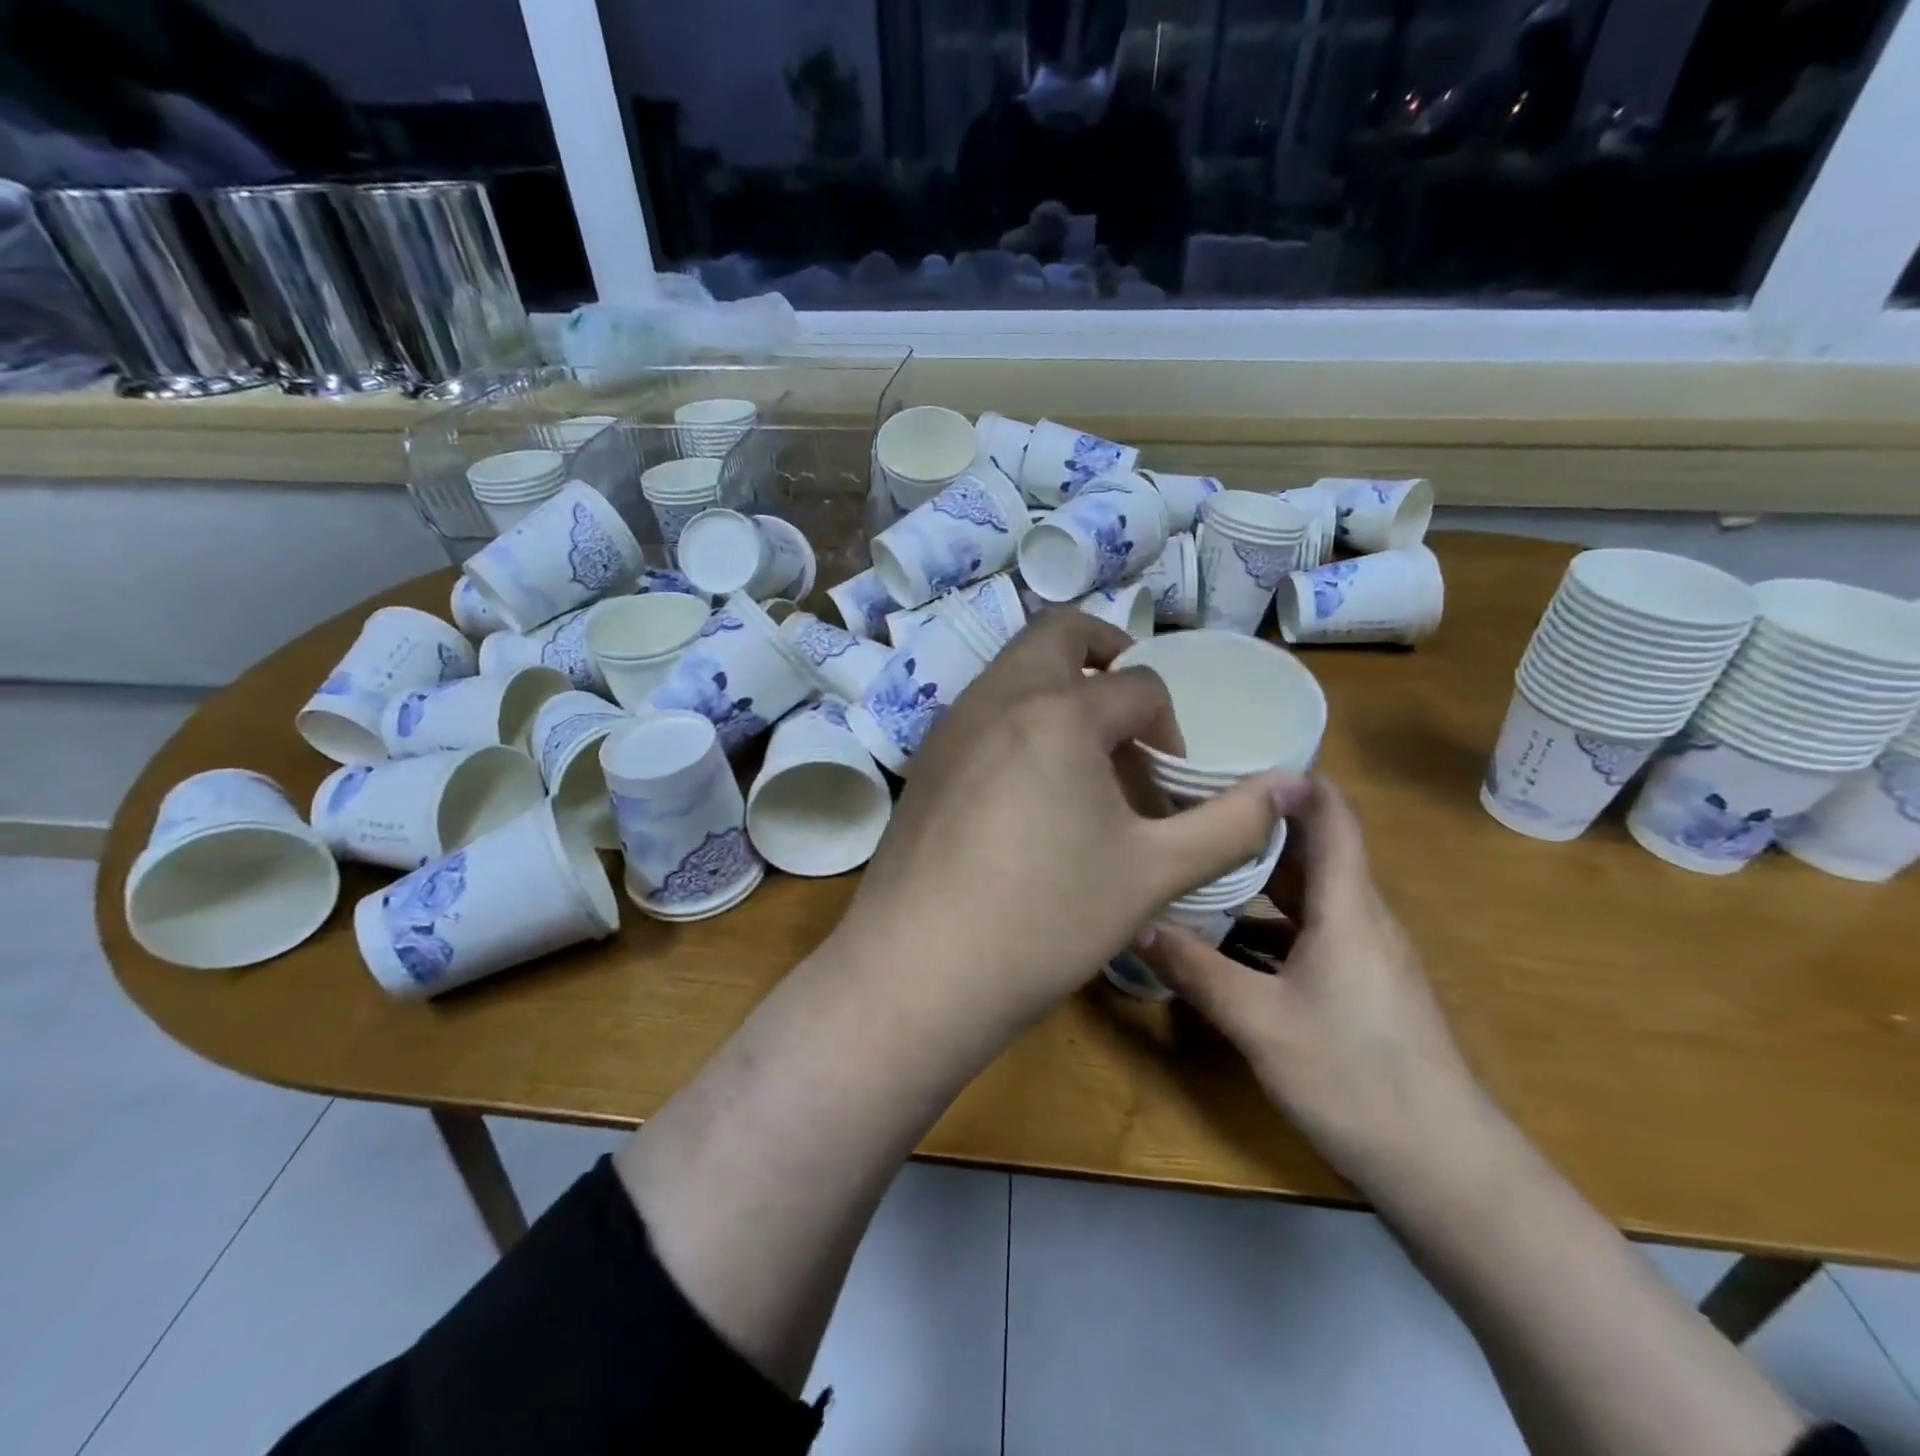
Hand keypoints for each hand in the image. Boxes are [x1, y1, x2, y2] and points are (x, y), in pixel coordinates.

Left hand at [839, 609, 1291, 1042]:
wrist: (920, 968)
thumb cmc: (1046, 918)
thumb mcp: (1154, 873)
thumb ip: (1229, 824)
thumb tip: (1288, 785)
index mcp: (1059, 711)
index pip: (1138, 685)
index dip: (1169, 727)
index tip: (1168, 783)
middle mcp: (998, 696)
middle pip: (1060, 632)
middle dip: (1106, 652)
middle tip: (1130, 705)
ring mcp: (951, 724)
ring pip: (1014, 666)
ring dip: (1058, 684)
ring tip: (1083, 749)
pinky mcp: (925, 757)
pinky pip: (982, 706)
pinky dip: (1017, 713)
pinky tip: (1027, 784)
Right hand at [1133, 775, 1487, 1185]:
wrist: (1445, 1168)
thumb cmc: (1355, 1078)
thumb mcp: (1260, 1022)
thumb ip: (1196, 970)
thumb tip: (1136, 925)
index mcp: (1347, 907)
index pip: (1331, 815)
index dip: (1291, 780)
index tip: (1232, 763)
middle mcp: (1361, 917)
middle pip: (1312, 849)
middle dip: (1256, 824)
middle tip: (1193, 811)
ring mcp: (1365, 953)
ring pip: (1308, 893)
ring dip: (1258, 875)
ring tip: (1199, 864)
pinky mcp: (1362, 985)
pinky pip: (1310, 929)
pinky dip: (1268, 919)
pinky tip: (1225, 939)